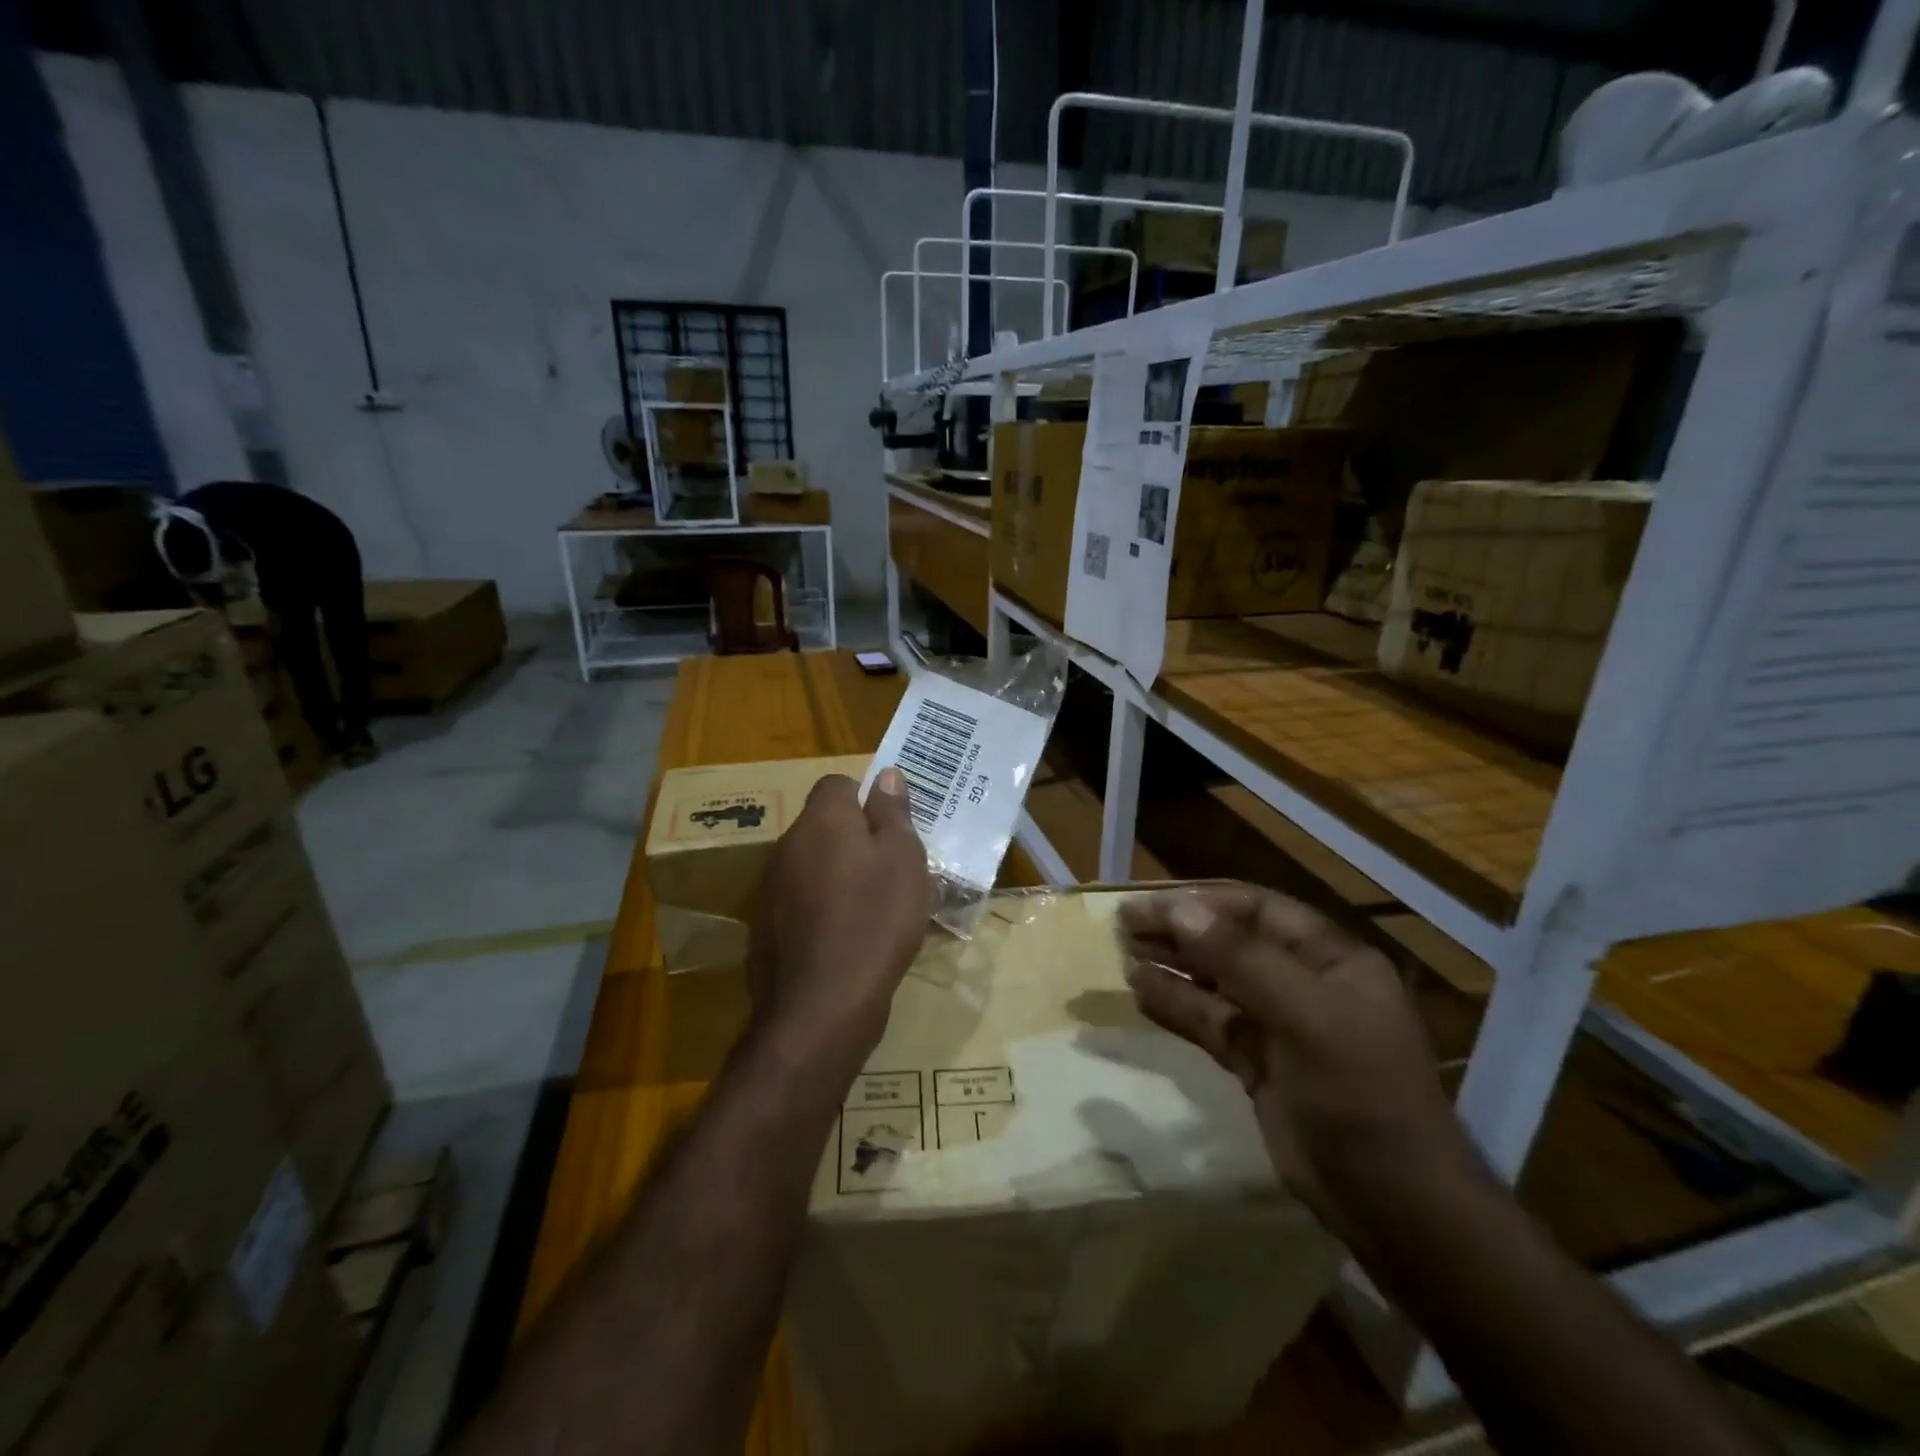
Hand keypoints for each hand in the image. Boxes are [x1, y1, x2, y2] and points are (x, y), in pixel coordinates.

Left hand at [749, 769, 930, 1072]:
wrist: (822, 1005)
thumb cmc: (875, 920)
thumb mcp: (903, 860)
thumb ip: (892, 812)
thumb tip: (885, 775)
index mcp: (822, 819)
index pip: (838, 784)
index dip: (867, 799)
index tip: (892, 829)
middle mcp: (788, 844)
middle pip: (825, 825)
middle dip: (856, 838)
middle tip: (893, 869)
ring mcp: (772, 887)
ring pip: (814, 864)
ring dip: (840, 874)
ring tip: (876, 907)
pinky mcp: (766, 926)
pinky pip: (802, 901)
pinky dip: (824, 908)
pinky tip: (849, 937)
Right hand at [1118, 884, 1474, 1235]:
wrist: (1394, 1205)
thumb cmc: (1359, 1093)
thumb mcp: (1306, 1016)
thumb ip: (1240, 959)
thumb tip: (1178, 910)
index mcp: (1330, 958)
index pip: (1256, 910)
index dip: (1201, 903)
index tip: (1147, 905)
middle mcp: (1304, 983)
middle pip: (1231, 942)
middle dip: (1179, 931)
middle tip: (1122, 927)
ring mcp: (1280, 1025)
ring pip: (1215, 983)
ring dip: (1172, 966)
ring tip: (1122, 955)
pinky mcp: (1258, 1064)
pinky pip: (1211, 1023)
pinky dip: (1176, 1006)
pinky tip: (1140, 993)